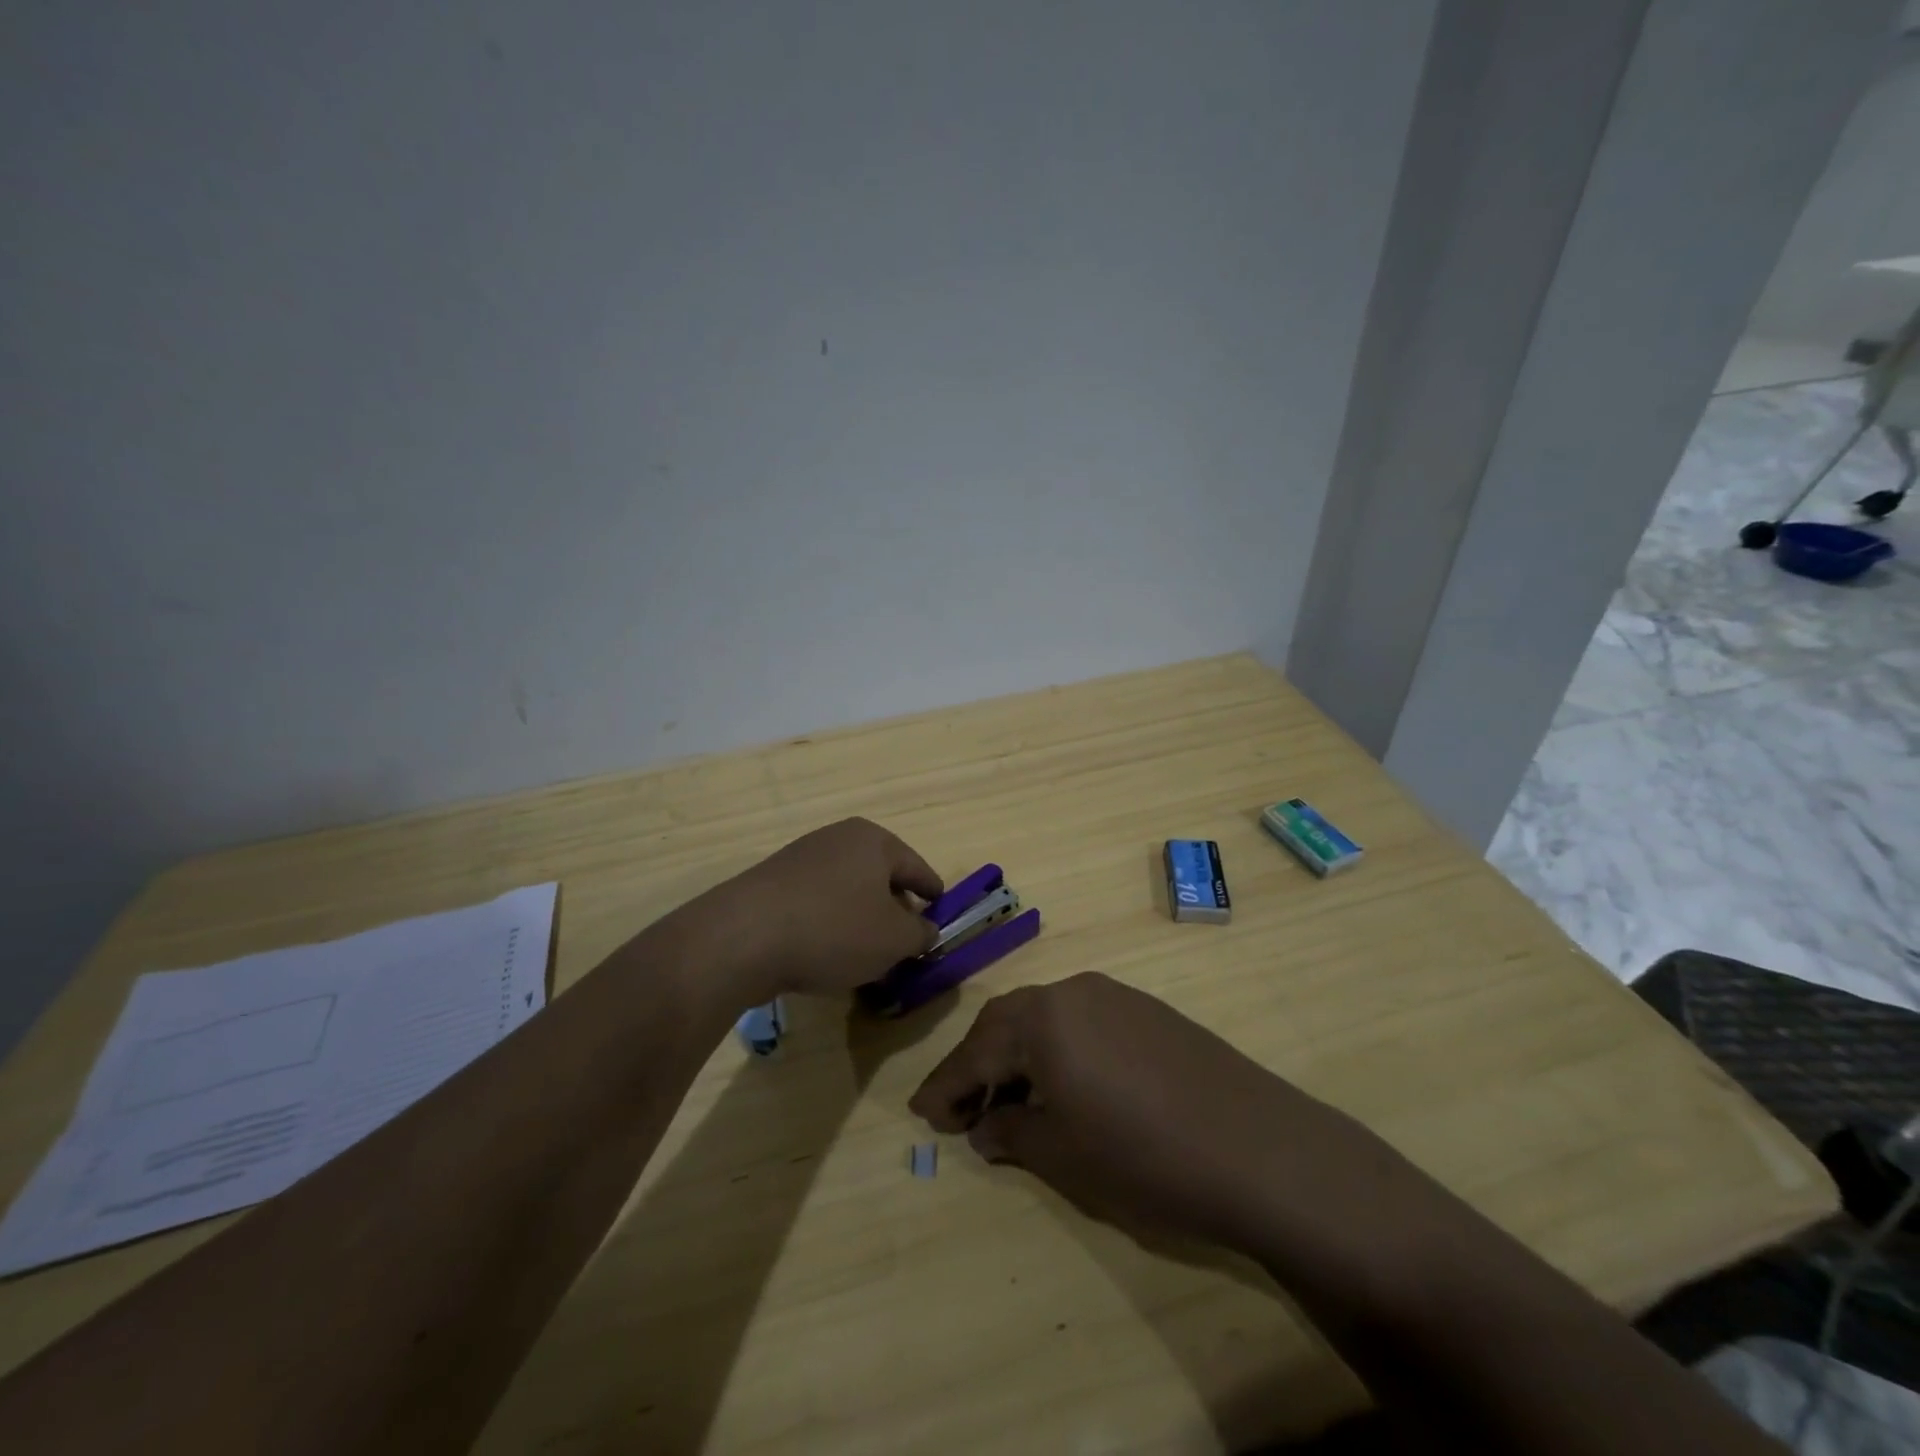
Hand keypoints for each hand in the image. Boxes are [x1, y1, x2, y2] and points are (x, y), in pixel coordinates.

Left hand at [699, 818, 943, 1003]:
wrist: (743, 937)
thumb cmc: (834, 930)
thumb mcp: (894, 940)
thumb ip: (920, 934)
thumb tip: (927, 930)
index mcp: (874, 841)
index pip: (917, 868)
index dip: (933, 895)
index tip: (941, 916)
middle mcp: (838, 838)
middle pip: (881, 877)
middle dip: (895, 909)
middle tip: (904, 942)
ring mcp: (802, 857)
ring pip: (848, 890)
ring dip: (861, 919)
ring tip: (866, 955)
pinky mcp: (774, 882)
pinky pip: (817, 902)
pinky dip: (830, 923)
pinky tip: (826, 953)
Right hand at [910, 973, 1445, 1262]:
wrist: (1261, 1150)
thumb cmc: (1145, 1157)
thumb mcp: (1063, 1155)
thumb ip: (1012, 1132)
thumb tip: (985, 1125)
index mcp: (1043, 1019)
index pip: (976, 1051)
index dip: (945, 1087)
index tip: (923, 1116)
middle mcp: (1073, 992)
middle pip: (1008, 1023)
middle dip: (979, 1064)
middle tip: (962, 1108)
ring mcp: (1116, 996)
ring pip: (1047, 1019)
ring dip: (1021, 1055)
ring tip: (1013, 1100)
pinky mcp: (1149, 1011)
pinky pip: (1083, 1022)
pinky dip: (1060, 1050)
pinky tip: (1068, 1086)